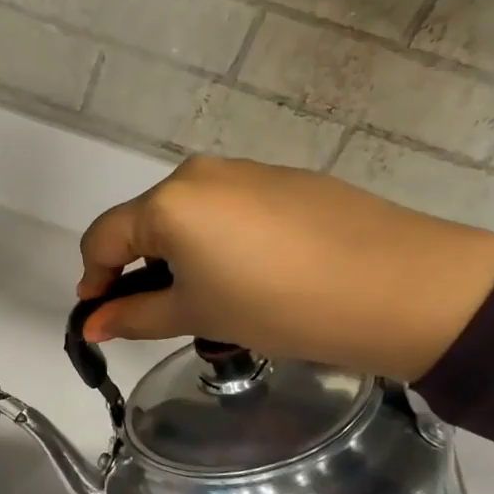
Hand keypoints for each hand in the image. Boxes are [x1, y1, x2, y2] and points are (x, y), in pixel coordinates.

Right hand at [77, 156, 493, 382]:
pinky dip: (219, 238)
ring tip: (212, 294)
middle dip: (138, 265)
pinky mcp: (283, 178)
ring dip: (179, 251)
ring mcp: (244, 169)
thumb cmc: (280, 307)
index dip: (93, 279)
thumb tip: (92, 324)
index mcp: (168, 203)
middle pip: (144, 220)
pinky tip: (255, 272)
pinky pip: (228, 207)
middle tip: (159, 310)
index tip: (99, 315)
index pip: (103, 237)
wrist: (401, 287)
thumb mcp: (198, 315)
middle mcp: (198, 173)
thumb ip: (134, 316)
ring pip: (187, 213)